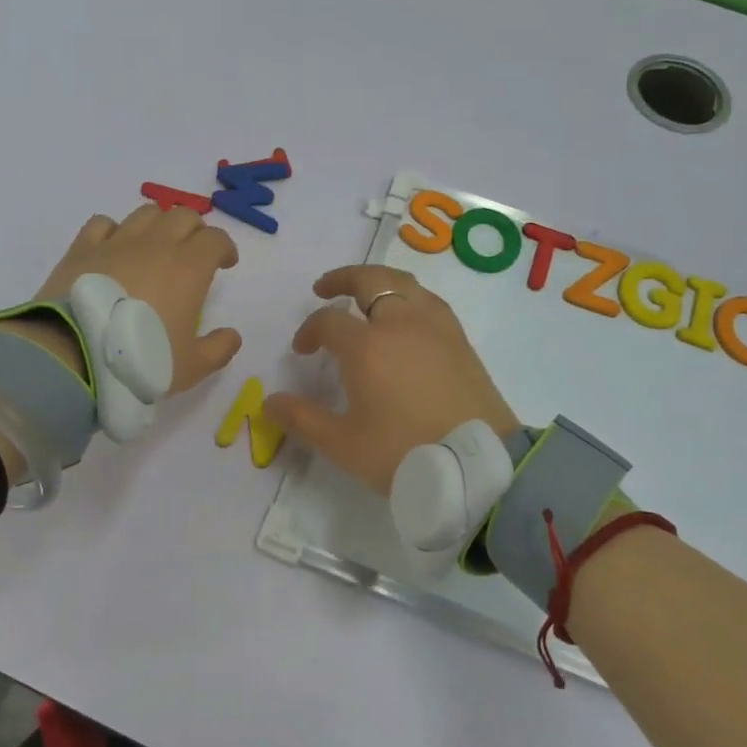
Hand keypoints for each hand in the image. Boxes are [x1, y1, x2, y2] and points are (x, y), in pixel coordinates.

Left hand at [19, 205, 243, 392]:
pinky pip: (103, 223)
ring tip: (155, 246)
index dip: (225, 248)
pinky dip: (115, 230)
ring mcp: (117, 242)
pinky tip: (114, 248)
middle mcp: (156, 244)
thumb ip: (218, 349)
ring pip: (146, 213)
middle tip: (193, 253)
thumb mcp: (190, 367)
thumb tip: (232, 336)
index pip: (215, 239)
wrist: (76, 355)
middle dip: (195, 230)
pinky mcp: (83, 248)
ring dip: (159, 224)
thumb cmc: (141, 360)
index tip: (225, 263)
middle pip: (183, 216)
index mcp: (189, 268)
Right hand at [265, 266, 518, 494]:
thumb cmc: (403, 454)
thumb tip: (269, 402)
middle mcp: (401, 324)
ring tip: (366, 296)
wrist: (477, 467)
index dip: (309, 331)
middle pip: (369, 280)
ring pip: (404, 283)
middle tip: (324, 289)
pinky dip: (409, 297)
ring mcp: (436, 327)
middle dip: (342, 279)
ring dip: (379, 282)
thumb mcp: (342, 443)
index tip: (302, 351)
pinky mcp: (461, 340)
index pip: (328, 321)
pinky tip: (406, 317)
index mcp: (367, 346)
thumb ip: (302, 419)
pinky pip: (429, 301)